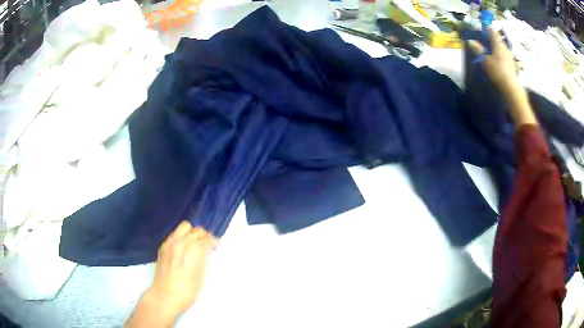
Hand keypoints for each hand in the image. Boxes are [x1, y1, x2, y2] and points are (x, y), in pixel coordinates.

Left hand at [126, 221, 216, 327]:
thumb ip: (204, 259)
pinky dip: (181, 237)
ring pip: (184, 227)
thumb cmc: (188, 290)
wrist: (166, 295)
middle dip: (204, 236)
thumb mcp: (202, 275)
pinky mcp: (163, 246)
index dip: (213, 242)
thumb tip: (205, 251)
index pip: (208, 238)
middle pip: (197, 230)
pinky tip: (182, 248)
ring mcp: (171, 242)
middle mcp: (183, 241)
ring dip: (191, 233)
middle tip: (206, 246)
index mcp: (196, 249)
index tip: (215, 247)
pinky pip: (174, 234)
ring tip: (193, 243)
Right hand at [468, 30, 536, 127]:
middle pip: (497, 40)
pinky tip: (498, 62)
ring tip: (491, 52)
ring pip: (502, 48)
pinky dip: (500, 56)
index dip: (486, 28)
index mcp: (498, 44)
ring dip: (496, 48)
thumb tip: (470, 40)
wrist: (510, 88)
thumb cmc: (497, 71)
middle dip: (491, 39)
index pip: (492, 31)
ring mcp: (510, 57)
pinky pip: (505, 57)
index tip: (482, 27)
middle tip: (485, 41)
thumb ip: (478, 50)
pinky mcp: (512, 66)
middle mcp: (505, 48)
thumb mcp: (485, 60)